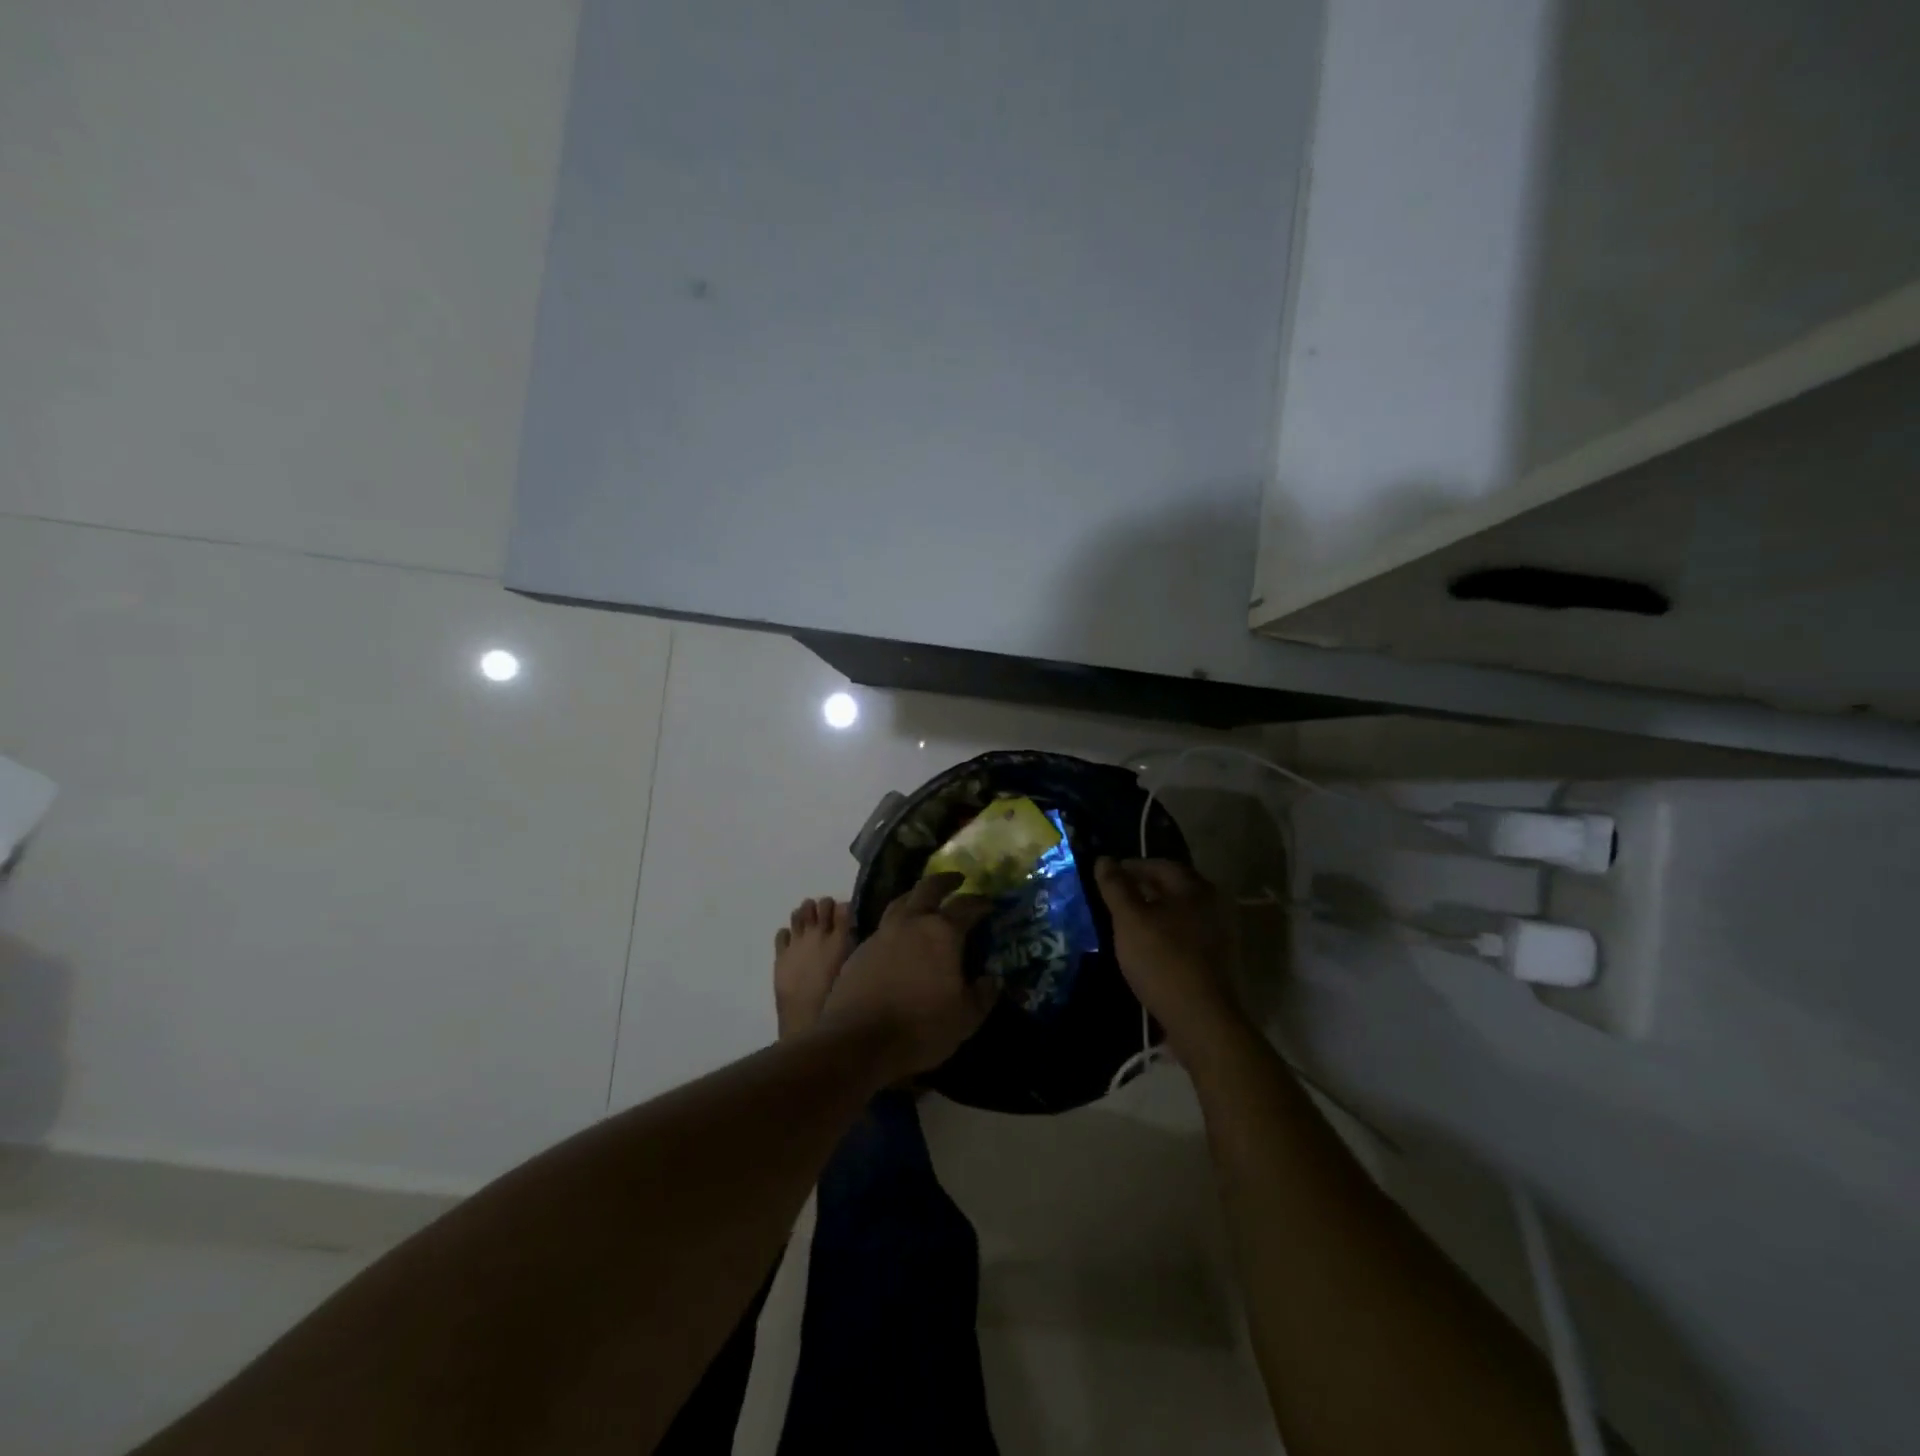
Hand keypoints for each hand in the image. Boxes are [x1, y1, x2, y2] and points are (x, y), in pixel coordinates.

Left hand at [818, 873, 995, 1082]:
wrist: (858, 1041)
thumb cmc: (920, 1028)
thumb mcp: (965, 1018)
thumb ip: (983, 994)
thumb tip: (992, 979)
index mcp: (942, 933)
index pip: (966, 906)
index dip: (981, 902)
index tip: (990, 902)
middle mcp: (911, 923)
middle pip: (928, 888)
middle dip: (945, 881)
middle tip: (957, 880)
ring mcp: (882, 933)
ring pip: (901, 901)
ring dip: (916, 896)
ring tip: (925, 901)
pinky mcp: (861, 949)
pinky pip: (884, 925)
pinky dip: (897, 923)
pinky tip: (900, 936)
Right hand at [1096, 858, 1242, 1057]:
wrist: (1201, 1019)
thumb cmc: (1162, 960)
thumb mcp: (1130, 919)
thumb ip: (1115, 887)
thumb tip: (1104, 859)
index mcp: (1194, 888)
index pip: (1160, 865)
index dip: (1131, 866)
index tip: (1107, 875)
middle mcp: (1212, 905)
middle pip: (1172, 888)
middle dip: (1142, 889)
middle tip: (1113, 898)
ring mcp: (1217, 935)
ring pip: (1177, 914)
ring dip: (1152, 913)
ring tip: (1124, 923)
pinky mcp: (1214, 961)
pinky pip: (1183, 936)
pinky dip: (1163, 934)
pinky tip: (1145, 948)